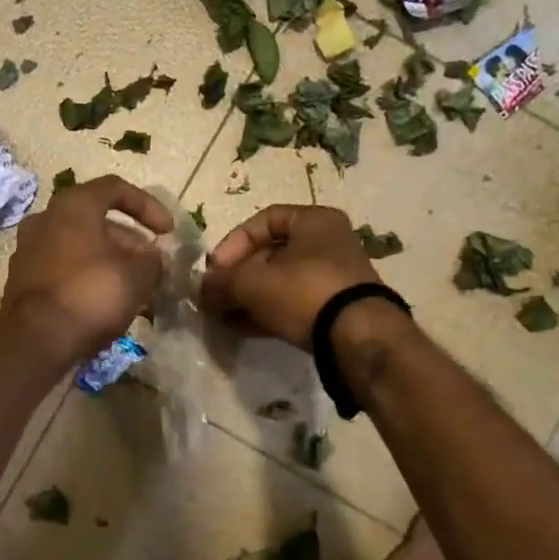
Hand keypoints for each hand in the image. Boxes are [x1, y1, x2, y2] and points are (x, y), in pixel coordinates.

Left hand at [0, 175, 173, 367]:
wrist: (36, 341)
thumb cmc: (91, 294)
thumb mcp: (138, 276)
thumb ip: (153, 260)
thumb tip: (155, 258)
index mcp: (73, 206)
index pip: (115, 188)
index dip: (148, 206)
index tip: (168, 231)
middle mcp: (45, 219)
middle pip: (96, 220)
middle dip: (130, 241)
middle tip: (152, 265)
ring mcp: (28, 249)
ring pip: (80, 246)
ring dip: (110, 260)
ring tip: (136, 287)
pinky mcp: (22, 279)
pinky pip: (64, 268)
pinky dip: (88, 276)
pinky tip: (107, 302)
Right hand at [201, 205, 379, 349]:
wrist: (358, 339)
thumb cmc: (303, 291)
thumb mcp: (252, 282)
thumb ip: (221, 282)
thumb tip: (200, 290)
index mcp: (314, 221)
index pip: (263, 220)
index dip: (233, 242)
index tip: (215, 269)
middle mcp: (329, 243)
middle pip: (271, 254)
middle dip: (238, 276)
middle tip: (215, 295)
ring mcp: (335, 278)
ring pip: (280, 282)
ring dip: (248, 297)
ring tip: (222, 316)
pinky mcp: (336, 310)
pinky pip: (293, 304)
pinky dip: (266, 312)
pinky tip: (241, 329)